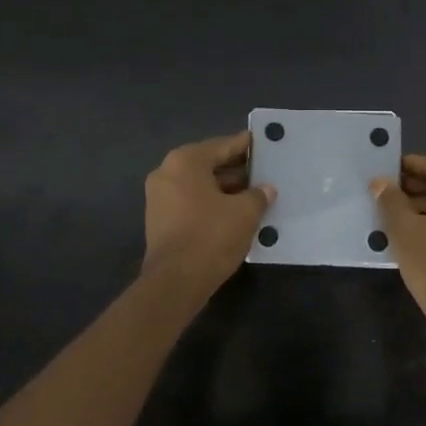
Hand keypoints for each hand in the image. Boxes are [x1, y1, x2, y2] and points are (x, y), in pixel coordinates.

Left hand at [142, 132, 274, 297]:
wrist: (176, 282)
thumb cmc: (211, 236)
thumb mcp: (245, 212)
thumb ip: (258, 195)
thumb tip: (265, 189)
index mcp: (185, 161)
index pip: (222, 146)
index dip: (245, 145)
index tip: (263, 143)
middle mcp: (167, 172)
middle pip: (209, 164)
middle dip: (237, 170)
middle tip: (264, 172)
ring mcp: (159, 197)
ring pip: (200, 185)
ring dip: (226, 189)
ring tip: (255, 194)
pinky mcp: (160, 220)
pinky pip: (191, 202)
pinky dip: (212, 203)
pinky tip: (235, 213)